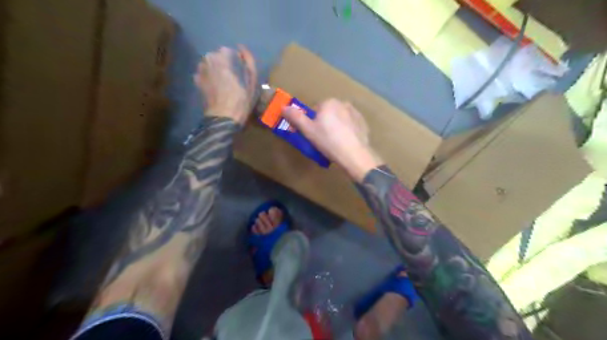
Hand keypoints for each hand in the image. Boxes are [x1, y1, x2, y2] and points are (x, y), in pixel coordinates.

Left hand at [194, 44, 255, 123]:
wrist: (223, 118)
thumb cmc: (241, 100)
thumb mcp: (252, 82)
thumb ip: (249, 62)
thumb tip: (242, 48)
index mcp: (222, 59)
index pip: (226, 50)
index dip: (234, 59)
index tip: (239, 69)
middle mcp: (208, 61)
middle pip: (215, 56)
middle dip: (223, 63)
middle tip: (232, 76)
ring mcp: (200, 72)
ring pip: (207, 64)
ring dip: (214, 69)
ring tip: (223, 81)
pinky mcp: (197, 82)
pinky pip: (202, 73)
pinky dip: (208, 76)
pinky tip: (214, 86)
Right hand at [284, 99, 377, 181]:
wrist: (353, 154)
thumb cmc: (328, 141)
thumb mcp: (308, 130)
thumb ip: (295, 117)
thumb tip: (283, 107)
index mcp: (329, 102)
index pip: (315, 110)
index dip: (312, 122)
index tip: (313, 134)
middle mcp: (343, 103)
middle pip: (328, 113)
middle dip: (324, 124)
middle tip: (323, 140)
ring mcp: (355, 113)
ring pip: (340, 119)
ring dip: (336, 127)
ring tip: (334, 143)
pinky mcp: (363, 124)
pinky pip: (350, 126)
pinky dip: (347, 131)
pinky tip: (345, 143)